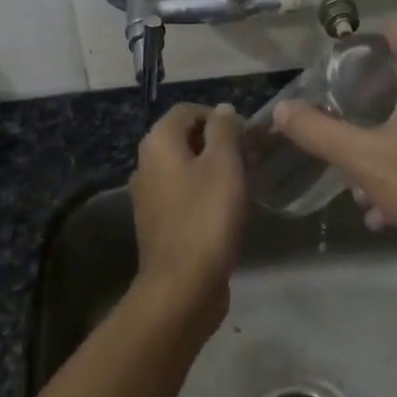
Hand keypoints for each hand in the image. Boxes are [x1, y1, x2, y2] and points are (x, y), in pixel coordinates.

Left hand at [129, 101, 246, 330]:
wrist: (182, 286)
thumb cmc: (206, 217)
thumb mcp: (224, 165)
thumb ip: (224, 130)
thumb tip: (223, 110)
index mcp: (158, 143)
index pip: (188, 110)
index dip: (219, 116)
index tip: (247, 136)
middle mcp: (146, 164)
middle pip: (185, 138)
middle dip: (218, 142)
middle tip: (250, 158)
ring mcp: (149, 196)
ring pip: (186, 168)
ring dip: (214, 169)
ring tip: (244, 183)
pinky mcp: (159, 223)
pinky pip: (184, 194)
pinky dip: (205, 193)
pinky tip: (227, 209)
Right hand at [274, 19, 396, 270]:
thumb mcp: (363, 161)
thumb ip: (317, 131)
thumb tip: (282, 109)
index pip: (395, 28)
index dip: (363, 47)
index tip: (339, 79)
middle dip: (372, 105)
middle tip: (348, 136)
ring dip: (392, 137)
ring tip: (367, 184)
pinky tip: (396, 197)